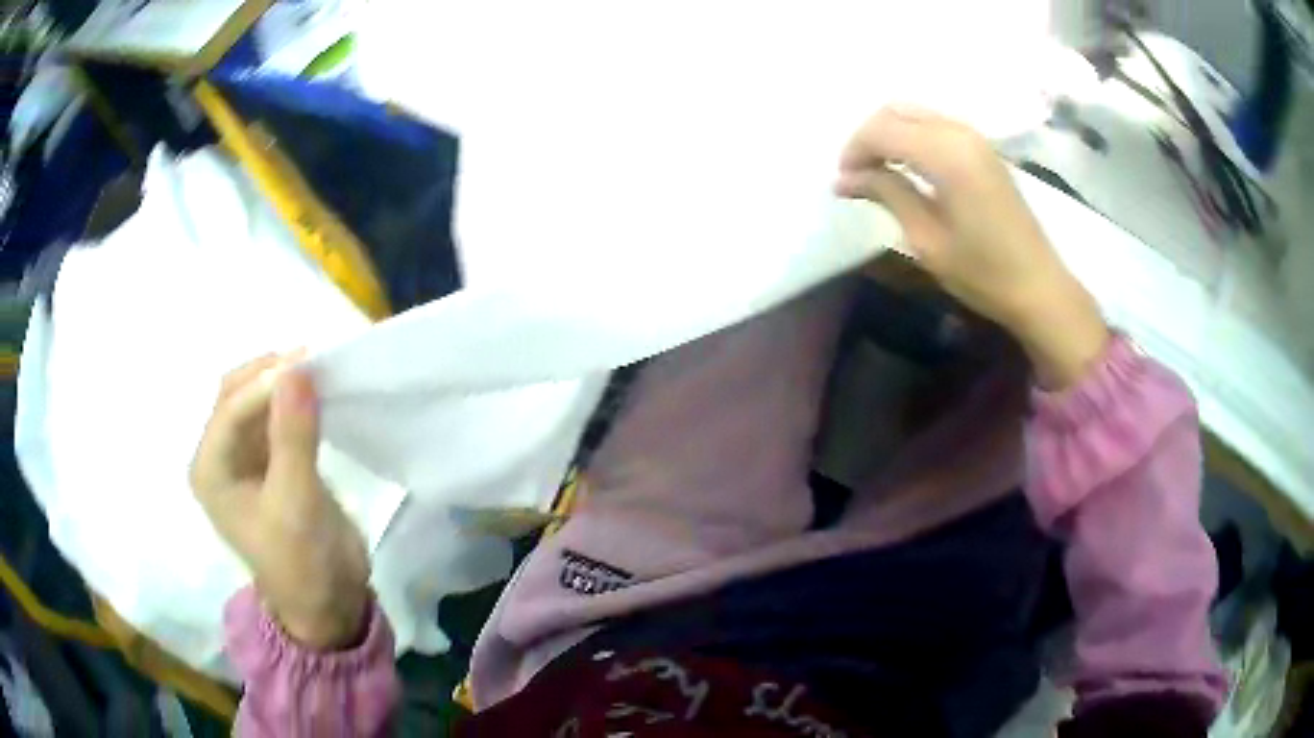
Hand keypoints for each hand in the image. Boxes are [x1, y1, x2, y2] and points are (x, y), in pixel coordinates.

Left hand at [191, 353, 369, 649]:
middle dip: (270, 376)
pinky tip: (317, 396)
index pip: (231, 410)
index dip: (265, 383)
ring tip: (319, 371)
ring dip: (283, 385)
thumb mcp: (296, 502)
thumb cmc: (301, 561)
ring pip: (257, 402)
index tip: (308, 363)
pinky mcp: (269, 463)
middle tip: (313, 362)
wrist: (327, 603)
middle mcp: (220, 457)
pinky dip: (294, 403)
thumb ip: (293, 435)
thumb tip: (297, 368)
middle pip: (237, 396)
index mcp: (210, 470)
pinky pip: (276, 418)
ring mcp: (244, 459)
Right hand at [836, 105, 1109, 388]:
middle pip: (896, 111)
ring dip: (890, 134)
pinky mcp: (984, 149)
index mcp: (945, 154)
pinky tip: (908, 168)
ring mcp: (975, 137)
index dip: (855, 151)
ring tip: (878, 172)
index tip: (843, 183)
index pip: (882, 130)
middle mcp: (959, 132)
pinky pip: (935, 125)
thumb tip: (844, 179)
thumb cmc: (983, 272)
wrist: (1039, 286)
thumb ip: (887, 195)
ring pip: (915, 113)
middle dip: (869, 137)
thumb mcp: (927, 239)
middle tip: (857, 175)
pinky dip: (912, 137)